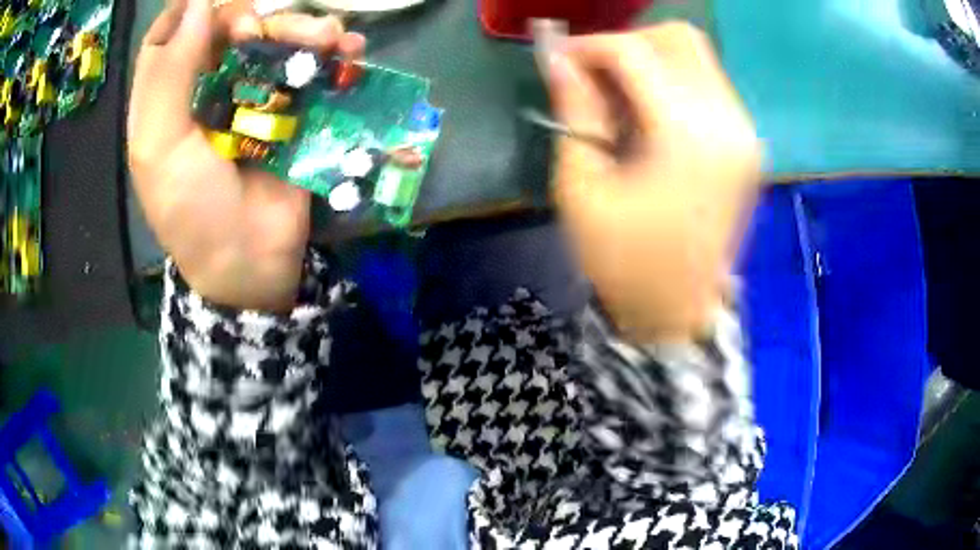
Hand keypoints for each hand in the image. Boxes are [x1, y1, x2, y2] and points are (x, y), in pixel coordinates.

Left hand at [128, 0, 364, 312]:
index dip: (187, 11)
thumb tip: (197, 3)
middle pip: (227, 26)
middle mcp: (208, 87)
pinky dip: (335, 51)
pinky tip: (349, 48)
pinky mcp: (294, 107)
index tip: (211, 4)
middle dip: (247, 17)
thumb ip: (168, 75)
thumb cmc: (193, 211)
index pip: (168, 35)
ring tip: (325, 41)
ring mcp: (254, 94)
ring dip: (301, 28)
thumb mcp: (159, 148)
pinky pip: (313, 64)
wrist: (251, 259)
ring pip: (275, 37)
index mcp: (168, 98)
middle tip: (257, 33)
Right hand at [545, 23, 760, 341]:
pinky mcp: (748, 144)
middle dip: (629, 44)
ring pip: (697, 57)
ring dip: (651, 61)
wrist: (677, 312)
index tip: (562, 60)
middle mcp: (729, 124)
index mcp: (688, 138)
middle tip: (595, 74)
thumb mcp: (582, 187)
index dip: (591, 46)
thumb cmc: (623, 261)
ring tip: (619, 95)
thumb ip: (576, 111)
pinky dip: (674, 82)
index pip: (637, 54)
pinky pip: (709, 85)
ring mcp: (746, 133)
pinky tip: (650, 113)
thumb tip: (560, 61)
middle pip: (680, 40)